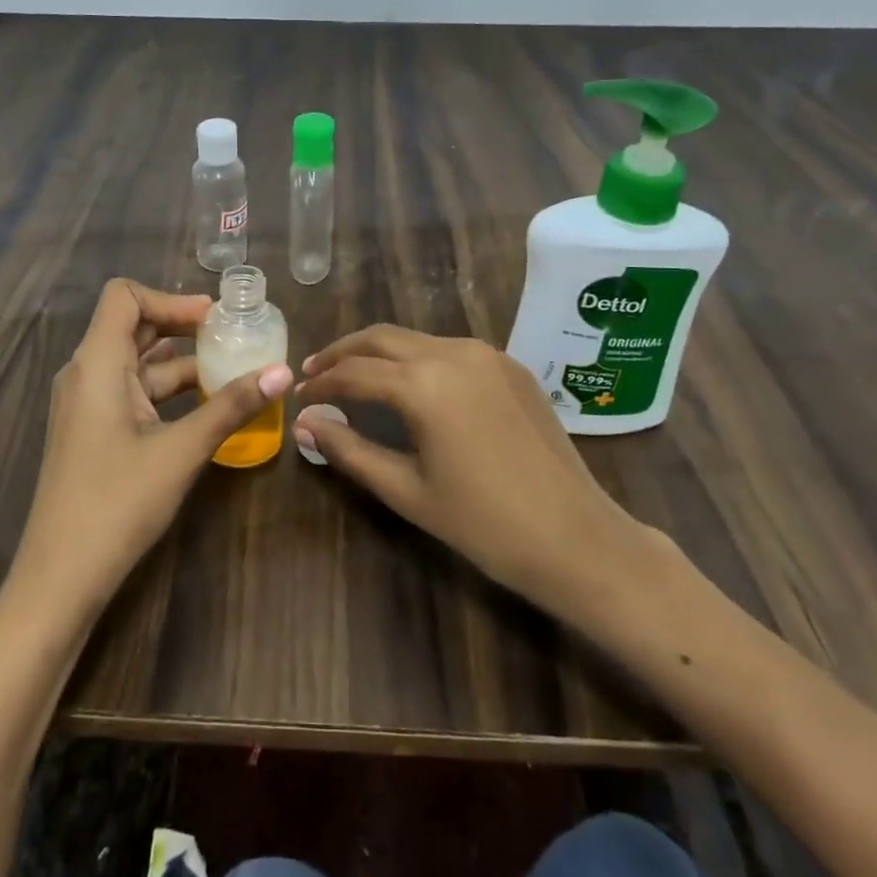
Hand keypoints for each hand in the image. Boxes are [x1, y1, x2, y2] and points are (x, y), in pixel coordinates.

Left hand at [11, 279, 293, 621]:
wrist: (60, 579)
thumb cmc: (116, 504)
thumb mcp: (181, 450)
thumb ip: (231, 407)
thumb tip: (283, 372)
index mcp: (96, 364)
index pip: (125, 297)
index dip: (170, 298)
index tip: (215, 318)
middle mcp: (86, 374)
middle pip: (133, 325)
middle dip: (182, 325)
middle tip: (231, 336)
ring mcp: (86, 404)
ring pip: (136, 362)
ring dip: (179, 360)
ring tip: (229, 368)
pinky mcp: (93, 431)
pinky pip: (132, 392)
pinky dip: (167, 390)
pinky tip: (204, 405)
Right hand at [295, 326, 648, 621]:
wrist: (577, 538)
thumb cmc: (484, 524)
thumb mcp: (407, 490)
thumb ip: (350, 450)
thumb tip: (304, 424)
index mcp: (424, 383)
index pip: (354, 372)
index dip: (321, 383)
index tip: (299, 396)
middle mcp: (453, 353)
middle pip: (381, 337)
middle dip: (343, 352)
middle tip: (315, 372)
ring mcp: (487, 355)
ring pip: (416, 339)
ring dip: (379, 352)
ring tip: (355, 376)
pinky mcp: (510, 366)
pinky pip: (449, 350)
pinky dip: (417, 359)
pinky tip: (409, 384)